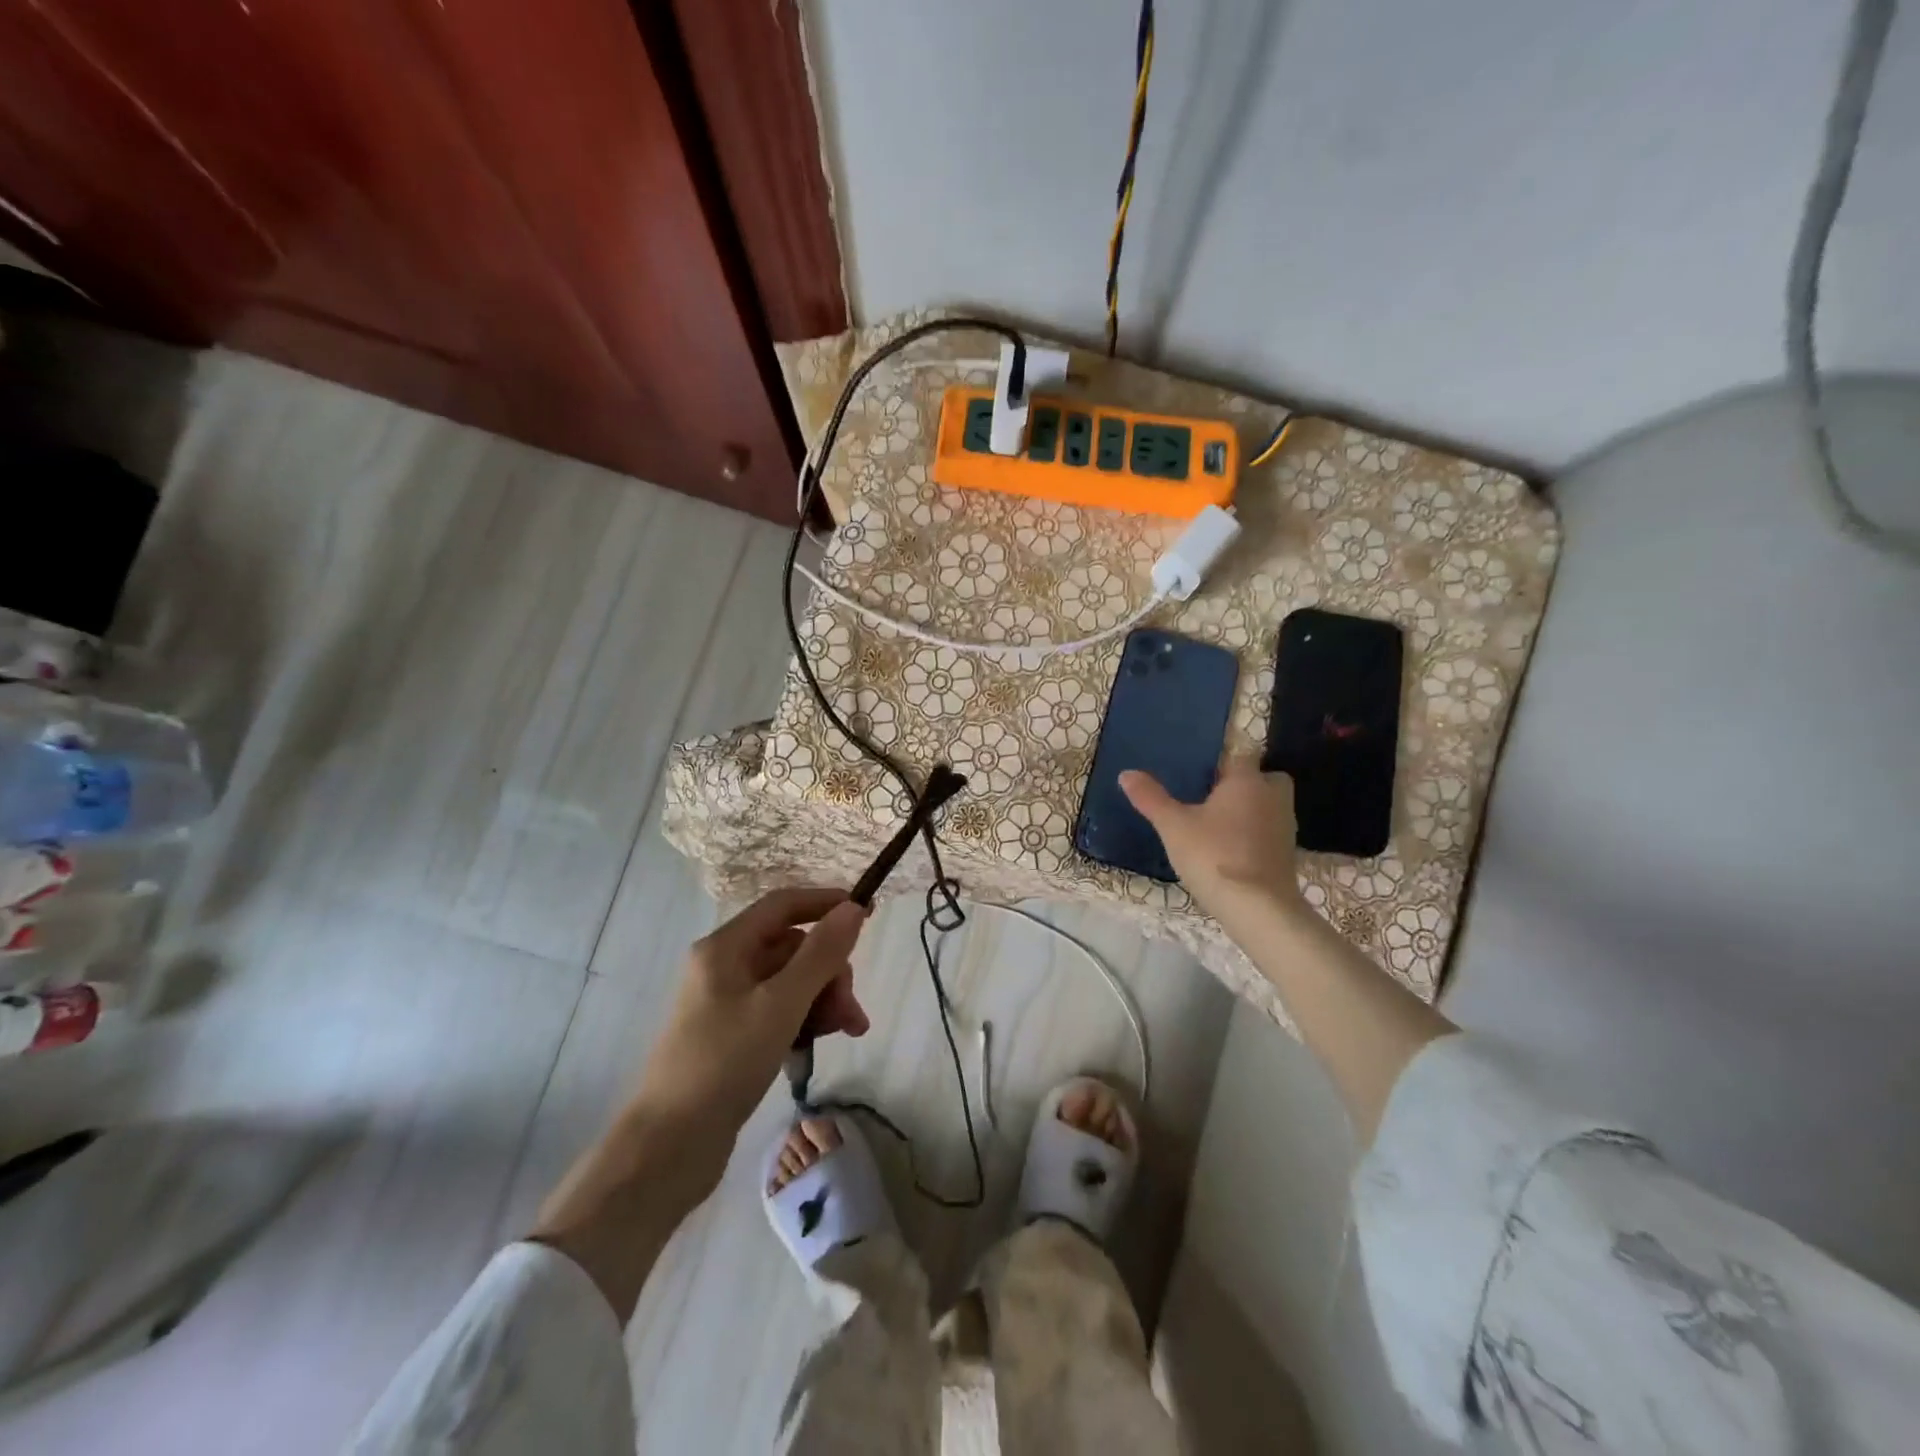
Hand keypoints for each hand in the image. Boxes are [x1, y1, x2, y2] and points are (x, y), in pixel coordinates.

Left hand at [630, 888, 868, 1177]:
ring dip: (824, 999)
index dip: (825, 903)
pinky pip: (780, 1010)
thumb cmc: (724, 1063)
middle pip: (793, 947)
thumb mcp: (781, 1004)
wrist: (669, 1146)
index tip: (867, 916)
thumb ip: (821, 954)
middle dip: (830, 972)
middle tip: (850, 1011)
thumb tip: (852, 908)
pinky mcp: (733, 1035)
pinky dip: (805, 1020)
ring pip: (791, 981)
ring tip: (847, 1032)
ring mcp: (727, 1002)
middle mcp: (724, 966)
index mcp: (726, 947)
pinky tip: (818, 1045)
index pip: (783, 905)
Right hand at [1120, 756, 1303, 919]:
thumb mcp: (1173, 826)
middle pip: (1264, 778)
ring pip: (1268, 806)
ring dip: (1250, 811)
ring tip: (1217, 825)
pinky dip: (1254, 836)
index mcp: (1247, 781)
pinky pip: (1269, 832)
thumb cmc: (1214, 856)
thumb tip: (1126, 773)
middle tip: (1213, 797)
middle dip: (1244, 783)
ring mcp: (1285, 826)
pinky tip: (1230, 851)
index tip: (1198, 773)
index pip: (1239, 755)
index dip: (1220, 761)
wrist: (1258, 909)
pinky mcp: (1288, 854)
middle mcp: (1272, 797)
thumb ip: (1151, 798)